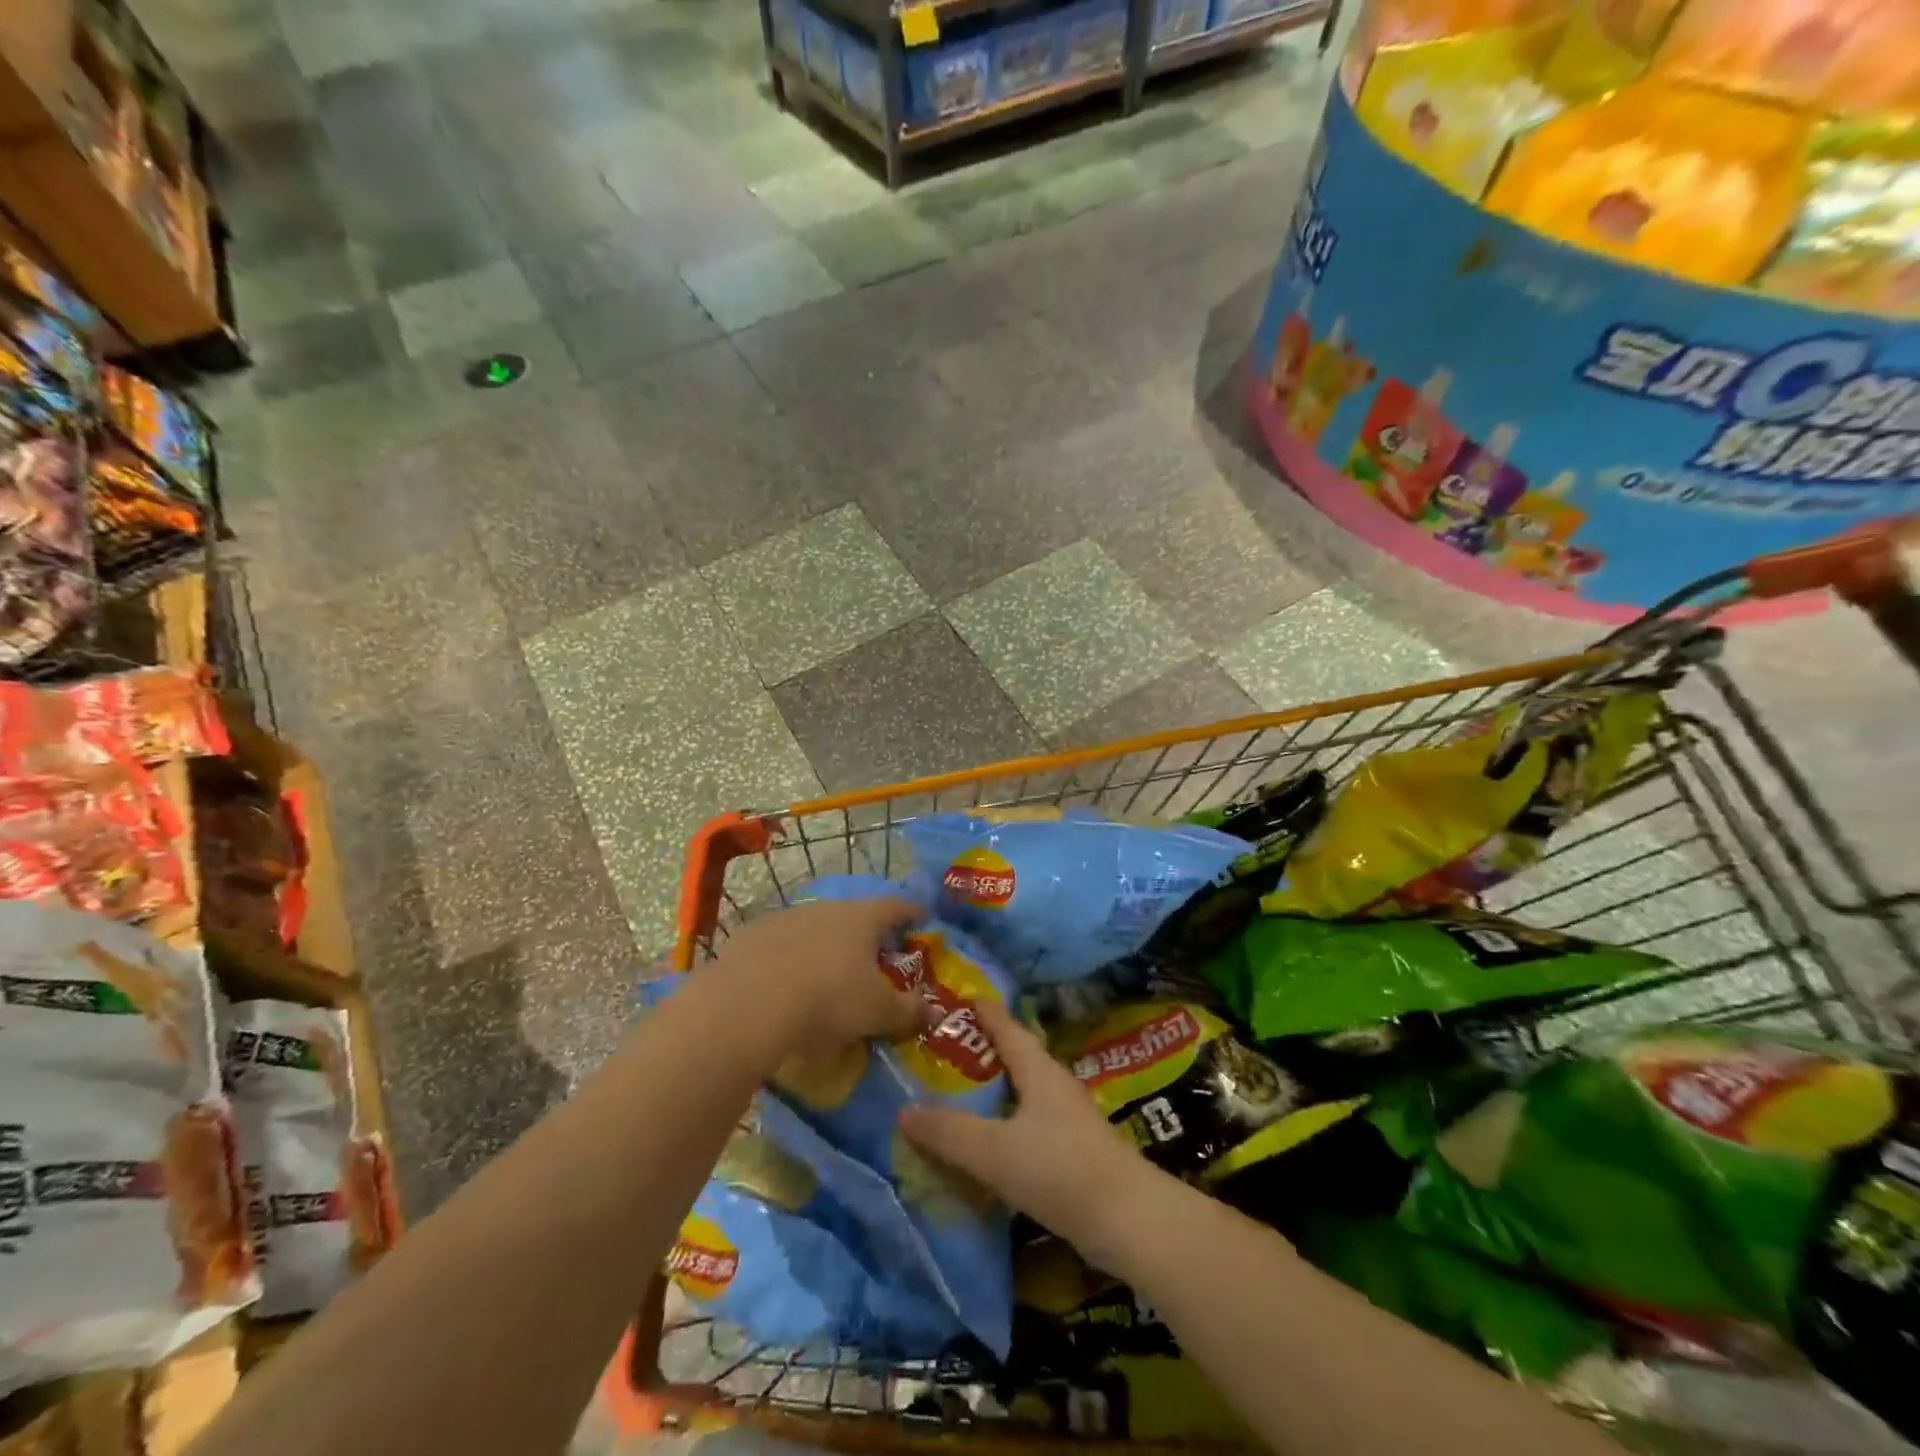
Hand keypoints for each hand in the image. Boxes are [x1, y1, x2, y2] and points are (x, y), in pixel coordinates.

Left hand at [713, 895, 926, 1065]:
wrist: (747, 1005)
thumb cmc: (827, 1001)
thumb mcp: (876, 1013)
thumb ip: (908, 1011)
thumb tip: (934, 1014)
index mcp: (862, 919)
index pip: (895, 907)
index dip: (910, 913)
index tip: (920, 917)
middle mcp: (825, 909)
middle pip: (853, 915)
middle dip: (864, 933)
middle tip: (873, 955)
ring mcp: (784, 918)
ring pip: (813, 927)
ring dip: (823, 944)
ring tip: (826, 972)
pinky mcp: (749, 935)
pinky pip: (777, 943)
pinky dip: (787, 957)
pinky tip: (782, 982)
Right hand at [898, 998, 1150, 1263]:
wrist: (1130, 1222)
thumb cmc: (1060, 1170)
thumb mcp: (995, 1151)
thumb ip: (949, 1133)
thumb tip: (904, 1111)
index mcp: (1038, 1070)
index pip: (1007, 1027)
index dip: (984, 1011)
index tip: (960, 997)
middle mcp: (1055, 1085)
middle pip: (1016, 1056)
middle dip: (983, 1049)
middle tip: (944, 1047)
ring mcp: (1068, 1118)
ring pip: (1024, 1090)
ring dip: (994, 1087)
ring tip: (959, 1091)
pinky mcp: (1075, 1150)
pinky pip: (1030, 1120)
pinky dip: (1006, 1119)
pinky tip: (990, 1138)